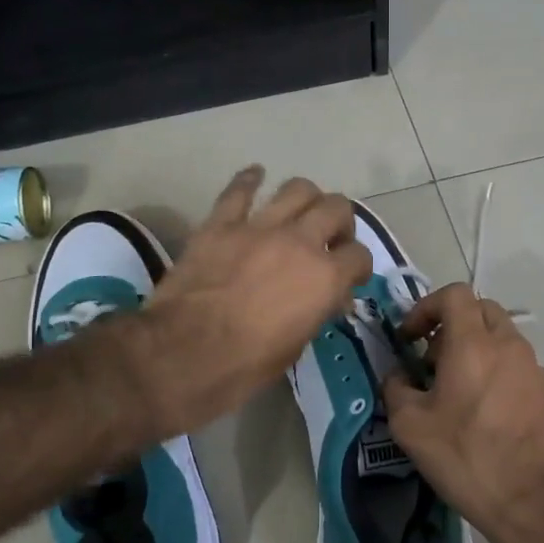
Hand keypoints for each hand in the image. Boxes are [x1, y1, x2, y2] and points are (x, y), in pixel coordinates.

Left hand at [132, 167, 373, 437]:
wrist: (183, 355)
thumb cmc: (246, 365)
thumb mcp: (296, 346)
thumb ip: (316, 311)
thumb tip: (327, 298)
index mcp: (325, 278)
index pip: (359, 255)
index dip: (358, 266)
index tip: (350, 276)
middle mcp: (300, 242)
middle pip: (337, 207)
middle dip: (340, 222)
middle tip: (330, 238)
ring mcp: (258, 228)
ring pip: (297, 188)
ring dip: (306, 198)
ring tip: (300, 211)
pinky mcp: (220, 224)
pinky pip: (239, 190)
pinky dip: (250, 180)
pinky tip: (255, 177)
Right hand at [381, 284, 543, 542]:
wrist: (532, 499)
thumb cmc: (466, 456)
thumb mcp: (410, 426)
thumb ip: (396, 389)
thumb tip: (399, 376)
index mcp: (473, 343)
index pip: (454, 294)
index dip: (426, 307)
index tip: (410, 339)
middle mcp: (508, 345)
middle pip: (480, 310)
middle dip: (451, 325)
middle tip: (431, 360)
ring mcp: (533, 367)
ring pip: (500, 336)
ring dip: (474, 347)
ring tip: (455, 388)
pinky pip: (515, 363)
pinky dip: (494, 369)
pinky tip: (482, 410)